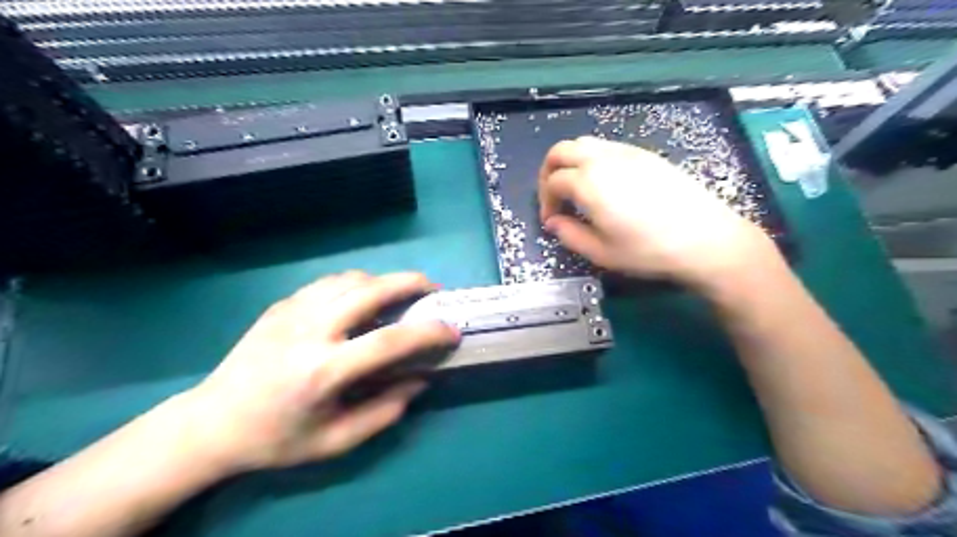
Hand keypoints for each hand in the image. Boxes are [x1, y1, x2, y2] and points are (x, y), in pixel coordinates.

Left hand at [182, 272, 462, 473]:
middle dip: (410, 282)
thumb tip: (419, 380)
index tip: (451, 331)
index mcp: (323, 371)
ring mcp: (292, 312)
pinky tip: (361, 300)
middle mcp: (309, 331)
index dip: (428, 332)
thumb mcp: (335, 441)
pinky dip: (356, 284)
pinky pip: (329, 283)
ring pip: (350, 279)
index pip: (389, 341)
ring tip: (398, 296)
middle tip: (432, 289)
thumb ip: (384, 412)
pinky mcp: (281, 305)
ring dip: (383, 281)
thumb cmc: (277, 439)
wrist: (212, 422)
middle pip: (370, 289)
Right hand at [537, 136, 776, 288]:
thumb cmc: (648, 250)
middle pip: (561, 151)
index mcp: (589, 183)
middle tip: (555, 197)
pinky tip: (605, 184)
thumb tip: (553, 222)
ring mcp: (626, 152)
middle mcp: (603, 159)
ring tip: (577, 190)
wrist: (704, 238)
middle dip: (549, 172)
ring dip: (570, 162)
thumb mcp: (601, 253)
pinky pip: (607, 147)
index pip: (553, 181)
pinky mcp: (645, 154)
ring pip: (584, 143)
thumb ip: (569, 235)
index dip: (545, 200)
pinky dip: (592, 159)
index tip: (552, 220)